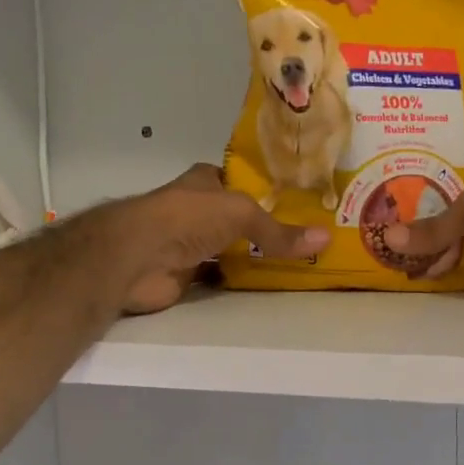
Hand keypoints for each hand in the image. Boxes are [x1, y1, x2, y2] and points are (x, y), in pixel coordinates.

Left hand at [116, 164, 328, 313]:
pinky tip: (264, 284)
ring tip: (294, 261)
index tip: (298, 200)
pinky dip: (238, 280)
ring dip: (252, 254)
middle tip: (304, 236)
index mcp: (205, 181)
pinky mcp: (185, 274)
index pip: (240, 179)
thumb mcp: (242, 214)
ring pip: (229, 247)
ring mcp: (189, 242)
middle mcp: (197, 209)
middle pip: (237, 217)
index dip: (265, 187)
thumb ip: (280, 230)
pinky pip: (219, 275)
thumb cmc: (187, 218)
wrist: (137, 257)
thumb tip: (326, 239)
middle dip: (264, 225)